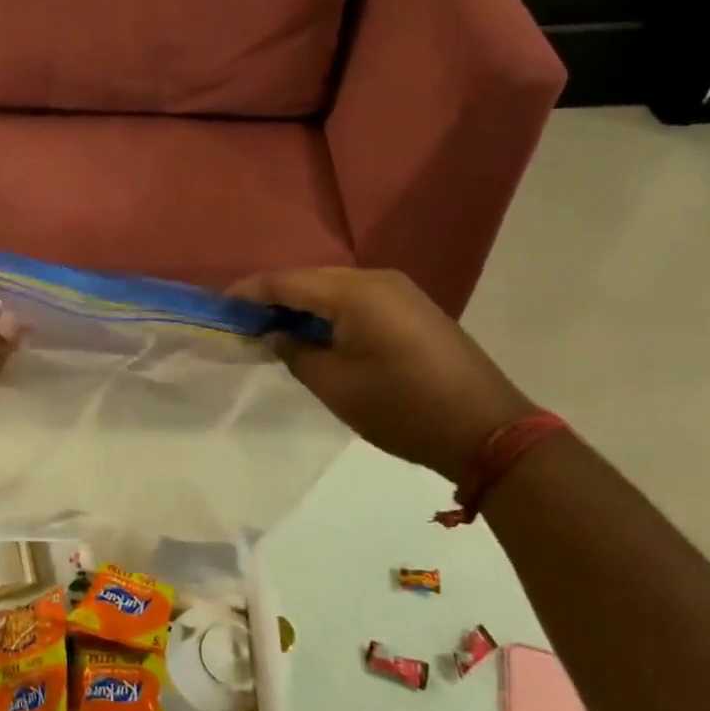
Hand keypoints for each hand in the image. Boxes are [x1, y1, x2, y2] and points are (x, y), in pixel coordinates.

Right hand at [229, 267, 535, 482]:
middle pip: (310, 279)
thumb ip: (295, 352)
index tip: (219, 308)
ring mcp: (399, 291)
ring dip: (302, 307)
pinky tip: (316, 335)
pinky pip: (357, 301)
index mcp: (355, 291)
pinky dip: (330, 314)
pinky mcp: (412, 309)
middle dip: (274, 299)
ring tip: (273, 331)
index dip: (249, 292)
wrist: (490, 431)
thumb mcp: (336, 385)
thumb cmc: (403, 408)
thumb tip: (275, 334)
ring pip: (333, 289)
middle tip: (243, 325)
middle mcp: (377, 279)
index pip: (286, 281)